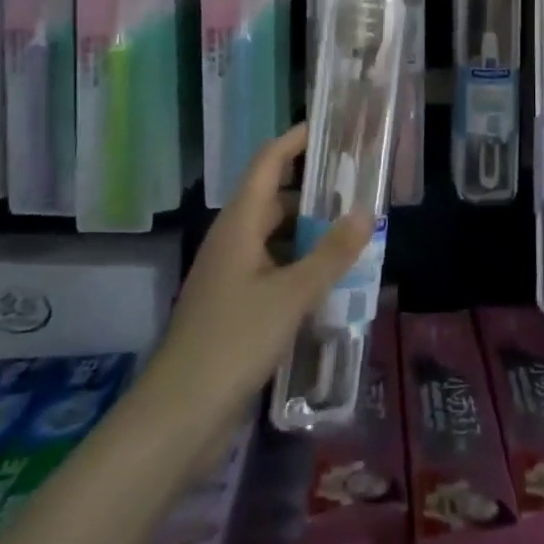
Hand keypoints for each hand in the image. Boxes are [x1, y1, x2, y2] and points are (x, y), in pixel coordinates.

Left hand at [137, 125, 371, 447]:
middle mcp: (233, 242)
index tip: (328, 126)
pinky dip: (300, 266)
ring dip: (309, 233)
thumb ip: (331, 253)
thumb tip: (366, 211)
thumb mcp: (292, 295)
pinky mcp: (234, 308)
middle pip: (274, 199)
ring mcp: (231, 276)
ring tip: (353, 232)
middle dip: (313, 190)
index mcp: (239, 225)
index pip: (267, 163)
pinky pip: (273, 271)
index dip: (294, 140)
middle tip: (357, 185)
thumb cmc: (233, 341)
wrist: (178, 417)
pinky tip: (330, 282)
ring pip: (276, 238)